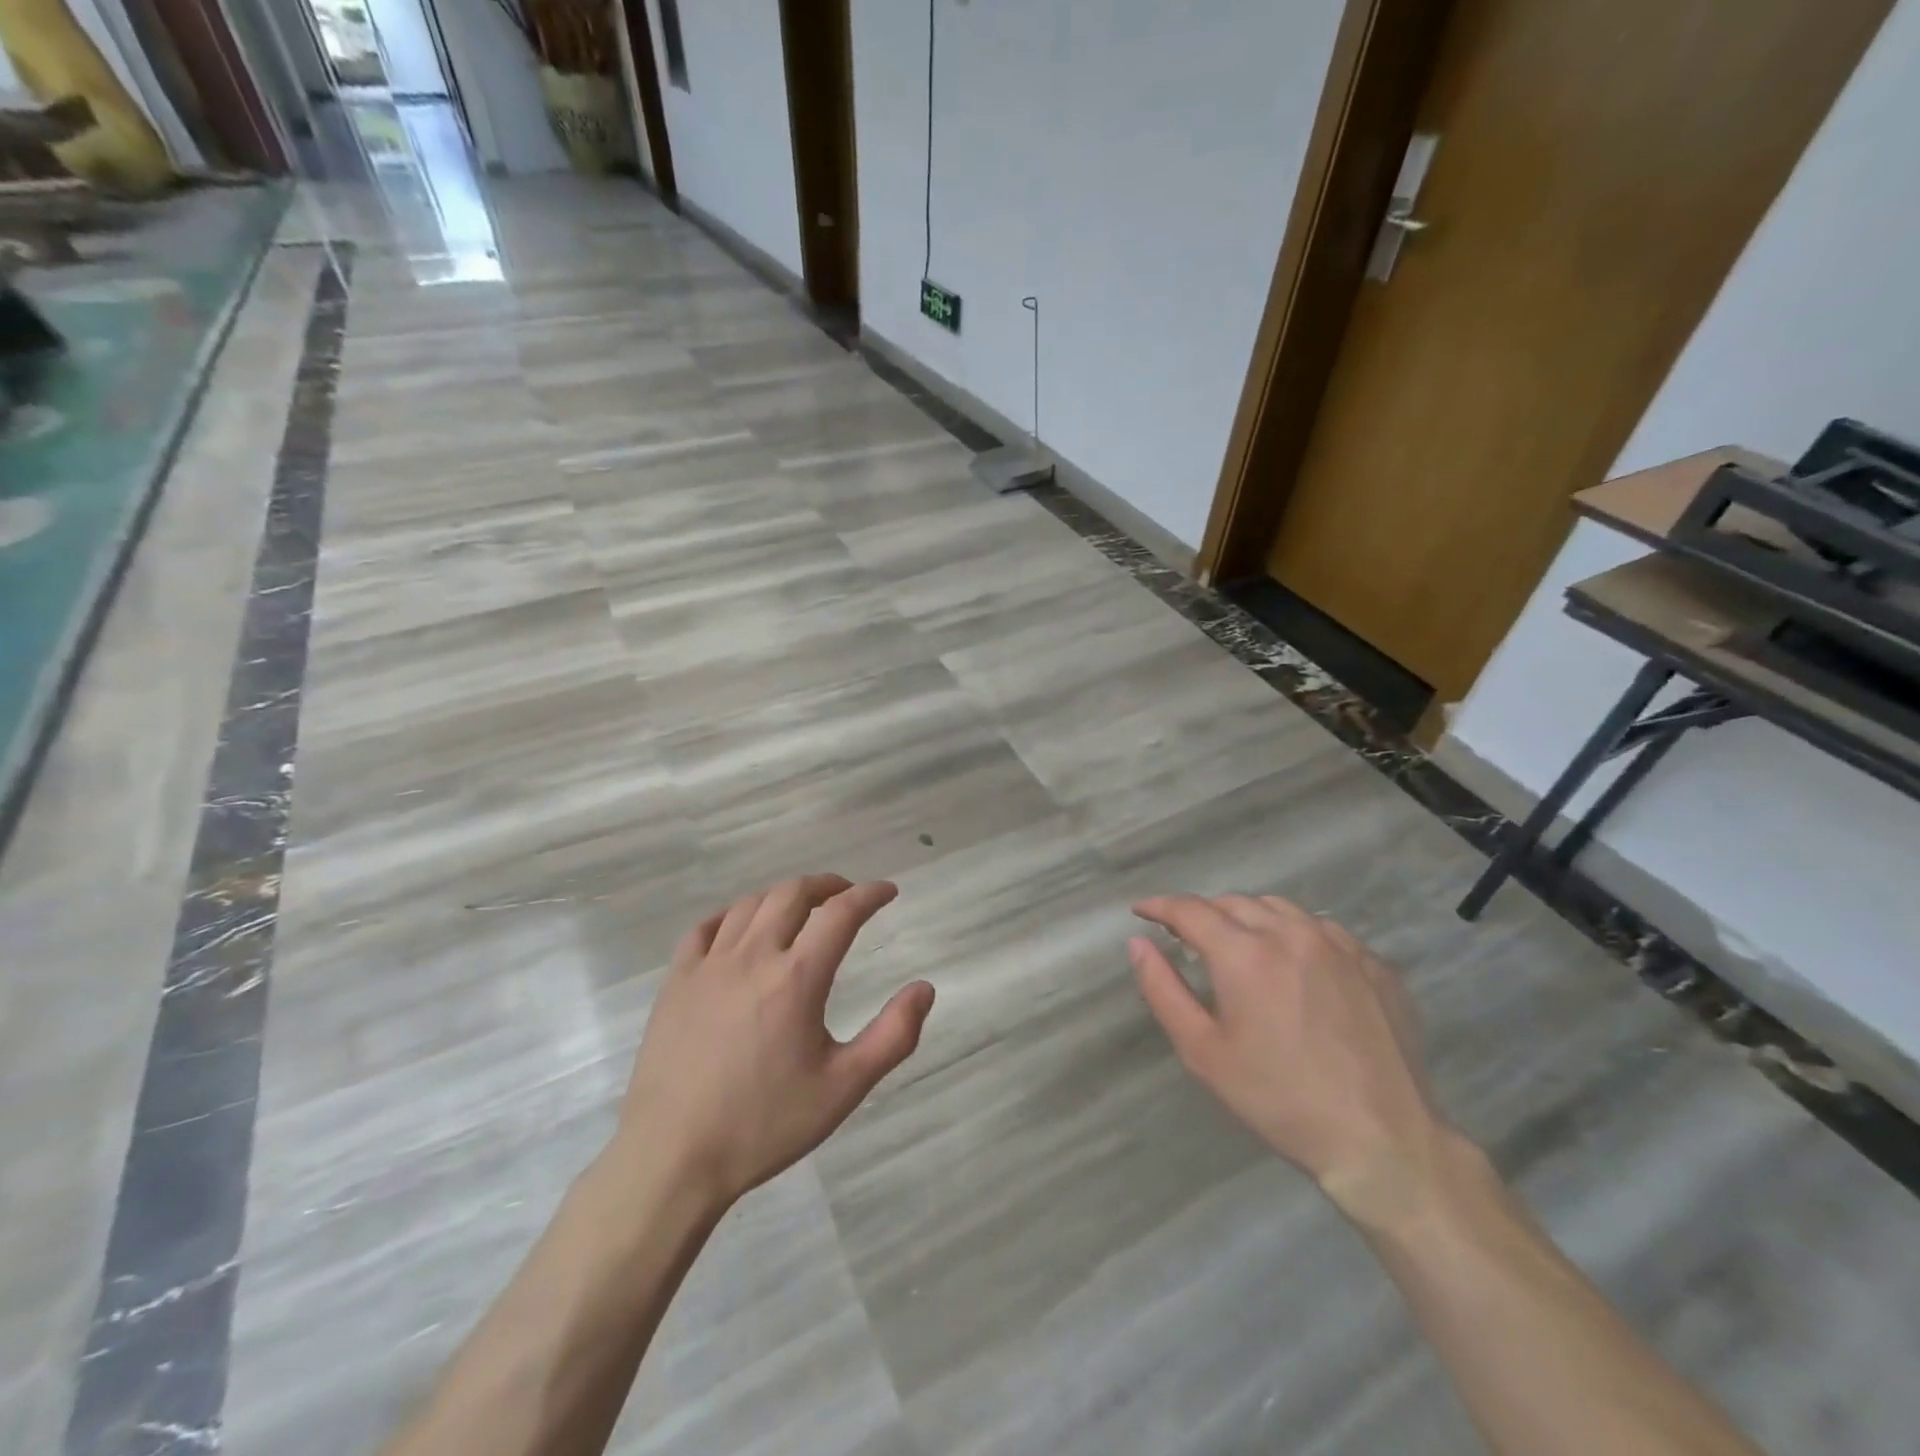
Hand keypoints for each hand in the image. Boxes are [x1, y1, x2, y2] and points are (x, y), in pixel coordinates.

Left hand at [614, 875, 934, 1207]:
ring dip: (784, 895)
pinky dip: (732, 915)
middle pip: (793, 894)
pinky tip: (741, 927)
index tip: (888, 892)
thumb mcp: (844, 1088)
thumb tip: (925, 989)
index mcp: (797, 977)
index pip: (841, 913)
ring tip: (801, 907)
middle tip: (847, 894)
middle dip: (827, 885)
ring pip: (751, 904)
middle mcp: (753, 956)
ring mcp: (708, 965)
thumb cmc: (764, 1124)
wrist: (673, 1158)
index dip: (870, 895)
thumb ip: (893, 1036)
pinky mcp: (676, 980)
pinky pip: (706, 928)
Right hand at [1130, 894, 1449, 1207]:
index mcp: (1245, 953)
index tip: (1141, 912)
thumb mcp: (1203, 1052)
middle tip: (1185, 937)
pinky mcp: (1374, 963)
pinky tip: (1293, 966)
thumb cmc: (1279, 1100)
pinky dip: (1293, 934)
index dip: (1159, 907)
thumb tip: (1138, 943)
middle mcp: (1292, 933)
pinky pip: (1321, 930)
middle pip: (1233, 902)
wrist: (1384, 1141)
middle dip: (1202, 913)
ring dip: (1247, 917)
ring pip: (1279, 908)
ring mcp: (1340, 944)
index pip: (1190, 910)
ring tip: (1238, 945)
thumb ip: (1162, 990)